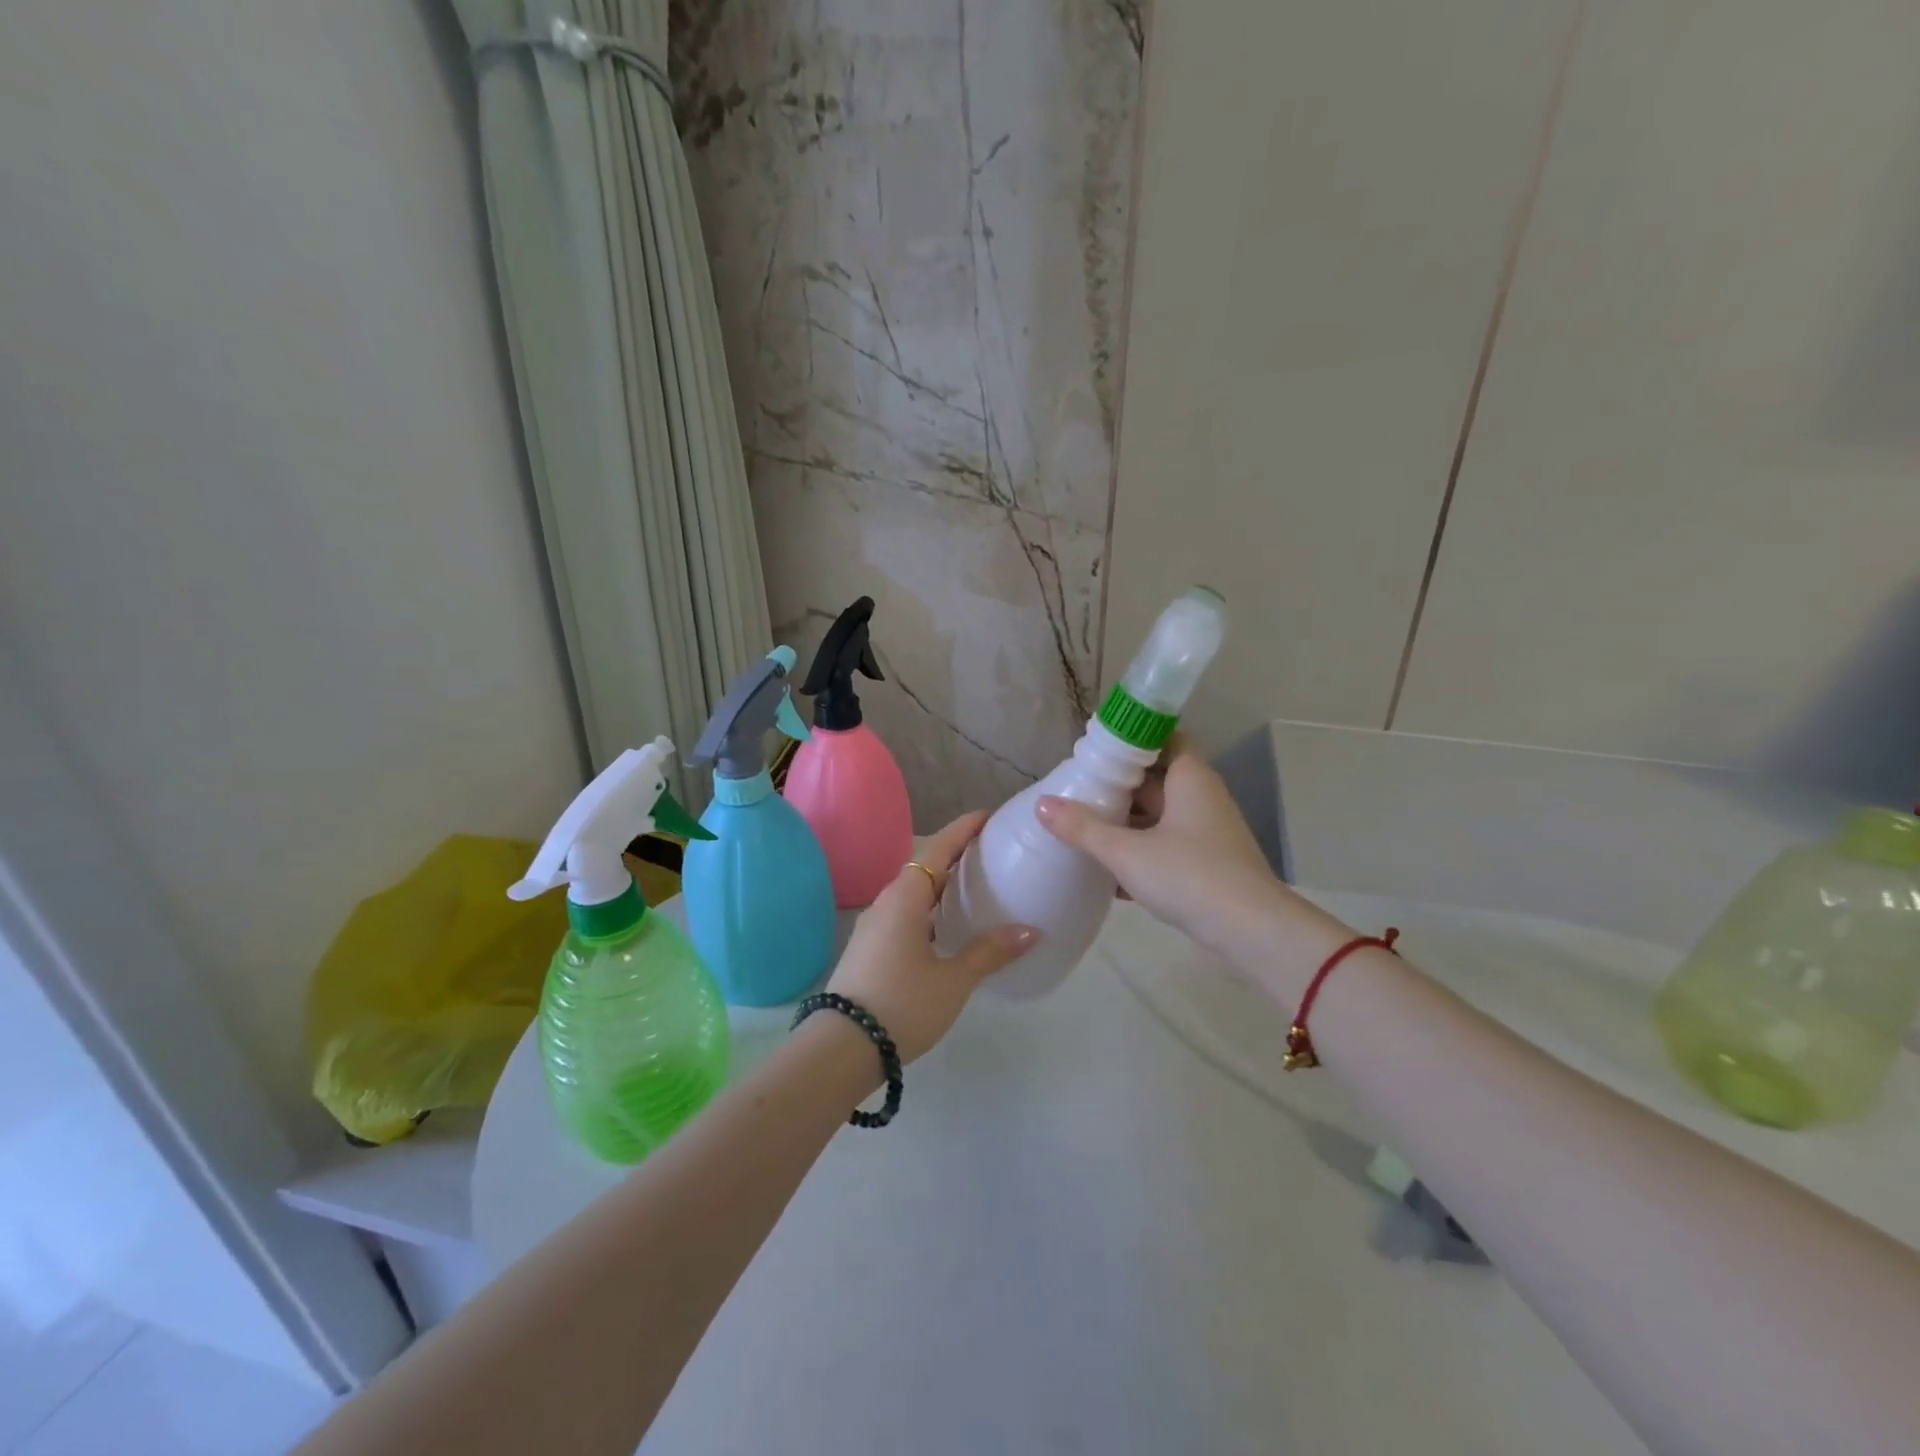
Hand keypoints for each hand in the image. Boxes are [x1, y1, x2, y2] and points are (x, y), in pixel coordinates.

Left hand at [824, 812, 1036, 1063]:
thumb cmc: (902, 1004)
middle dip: (955, 856)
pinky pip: (905, 914)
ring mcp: (874, 925)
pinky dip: (929, 909)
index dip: (963, 830)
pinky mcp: (870, 948)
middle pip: (924, 868)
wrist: (841, 1048)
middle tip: (990, 853)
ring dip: (940, 885)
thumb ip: (989, 952)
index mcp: (905, 898)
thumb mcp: (953, 980)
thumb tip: (1030, 930)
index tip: (988, 816)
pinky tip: (946, 928)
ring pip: (913, 893)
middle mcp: (886, 902)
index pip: (938, 849)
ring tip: (974, 887)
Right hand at [1035, 737, 1345, 977]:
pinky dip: (1138, 853)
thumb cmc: (1190, 876)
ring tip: (1080, 826)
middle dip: (1118, 785)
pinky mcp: (1205, 866)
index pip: (1165, 738)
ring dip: (1125, 822)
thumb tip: (1042, 804)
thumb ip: (1083, 828)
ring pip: (1158, 817)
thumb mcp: (1127, 851)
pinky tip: (1103, 871)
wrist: (1250, 933)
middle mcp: (1201, 798)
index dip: (1132, 739)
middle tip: (1077, 788)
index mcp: (1190, 778)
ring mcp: (1205, 834)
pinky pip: (1164, 848)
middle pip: (1155, 779)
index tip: (1096, 749)